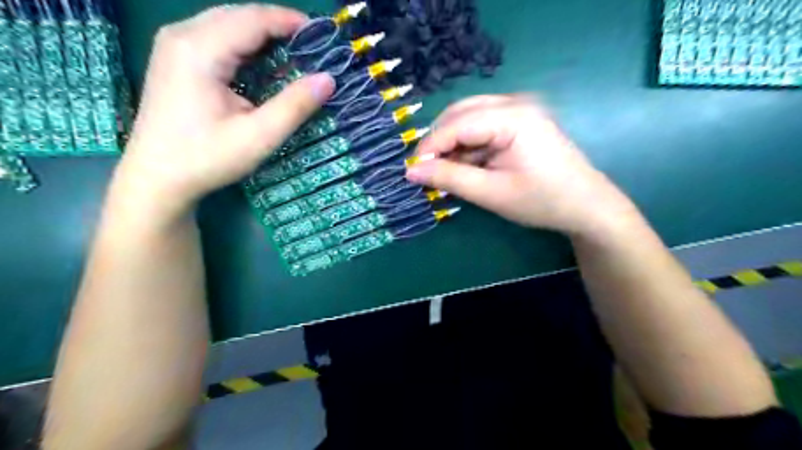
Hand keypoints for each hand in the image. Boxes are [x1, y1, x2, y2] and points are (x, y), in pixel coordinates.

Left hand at [114, 4, 334, 217]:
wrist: (156, 178)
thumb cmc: (207, 158)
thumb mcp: (258, 136)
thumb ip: (295, 105)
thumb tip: (329, 80)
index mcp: (200, 50)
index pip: (253, 19)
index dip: (290, 22)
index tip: (323, 36)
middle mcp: (182, 35)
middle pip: (239, 15)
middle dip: (277, 26)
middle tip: (312, 48)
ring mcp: (173, 45)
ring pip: (227, 23)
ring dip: (262, 34)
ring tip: (293, 54)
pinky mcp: (174, 58)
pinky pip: (216, 37)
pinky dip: (245, 45)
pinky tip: (262, 63)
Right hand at [409, 95, 636, 235]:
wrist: (586, 206)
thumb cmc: (542, 201)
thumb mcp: (491, 193)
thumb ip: (449, 178)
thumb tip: (412, 171)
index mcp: (512, 116)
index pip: (456, 124)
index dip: (429, 147)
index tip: (412, 172)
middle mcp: (515, 103)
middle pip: (460, 113)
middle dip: (439, 142)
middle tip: (427, 172)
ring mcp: (519, 109)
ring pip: (469, 118)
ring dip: (452, 144)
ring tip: (446, 172)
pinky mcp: (520, 121)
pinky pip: (482, 126)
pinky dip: (468, 145)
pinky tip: (466, 166)